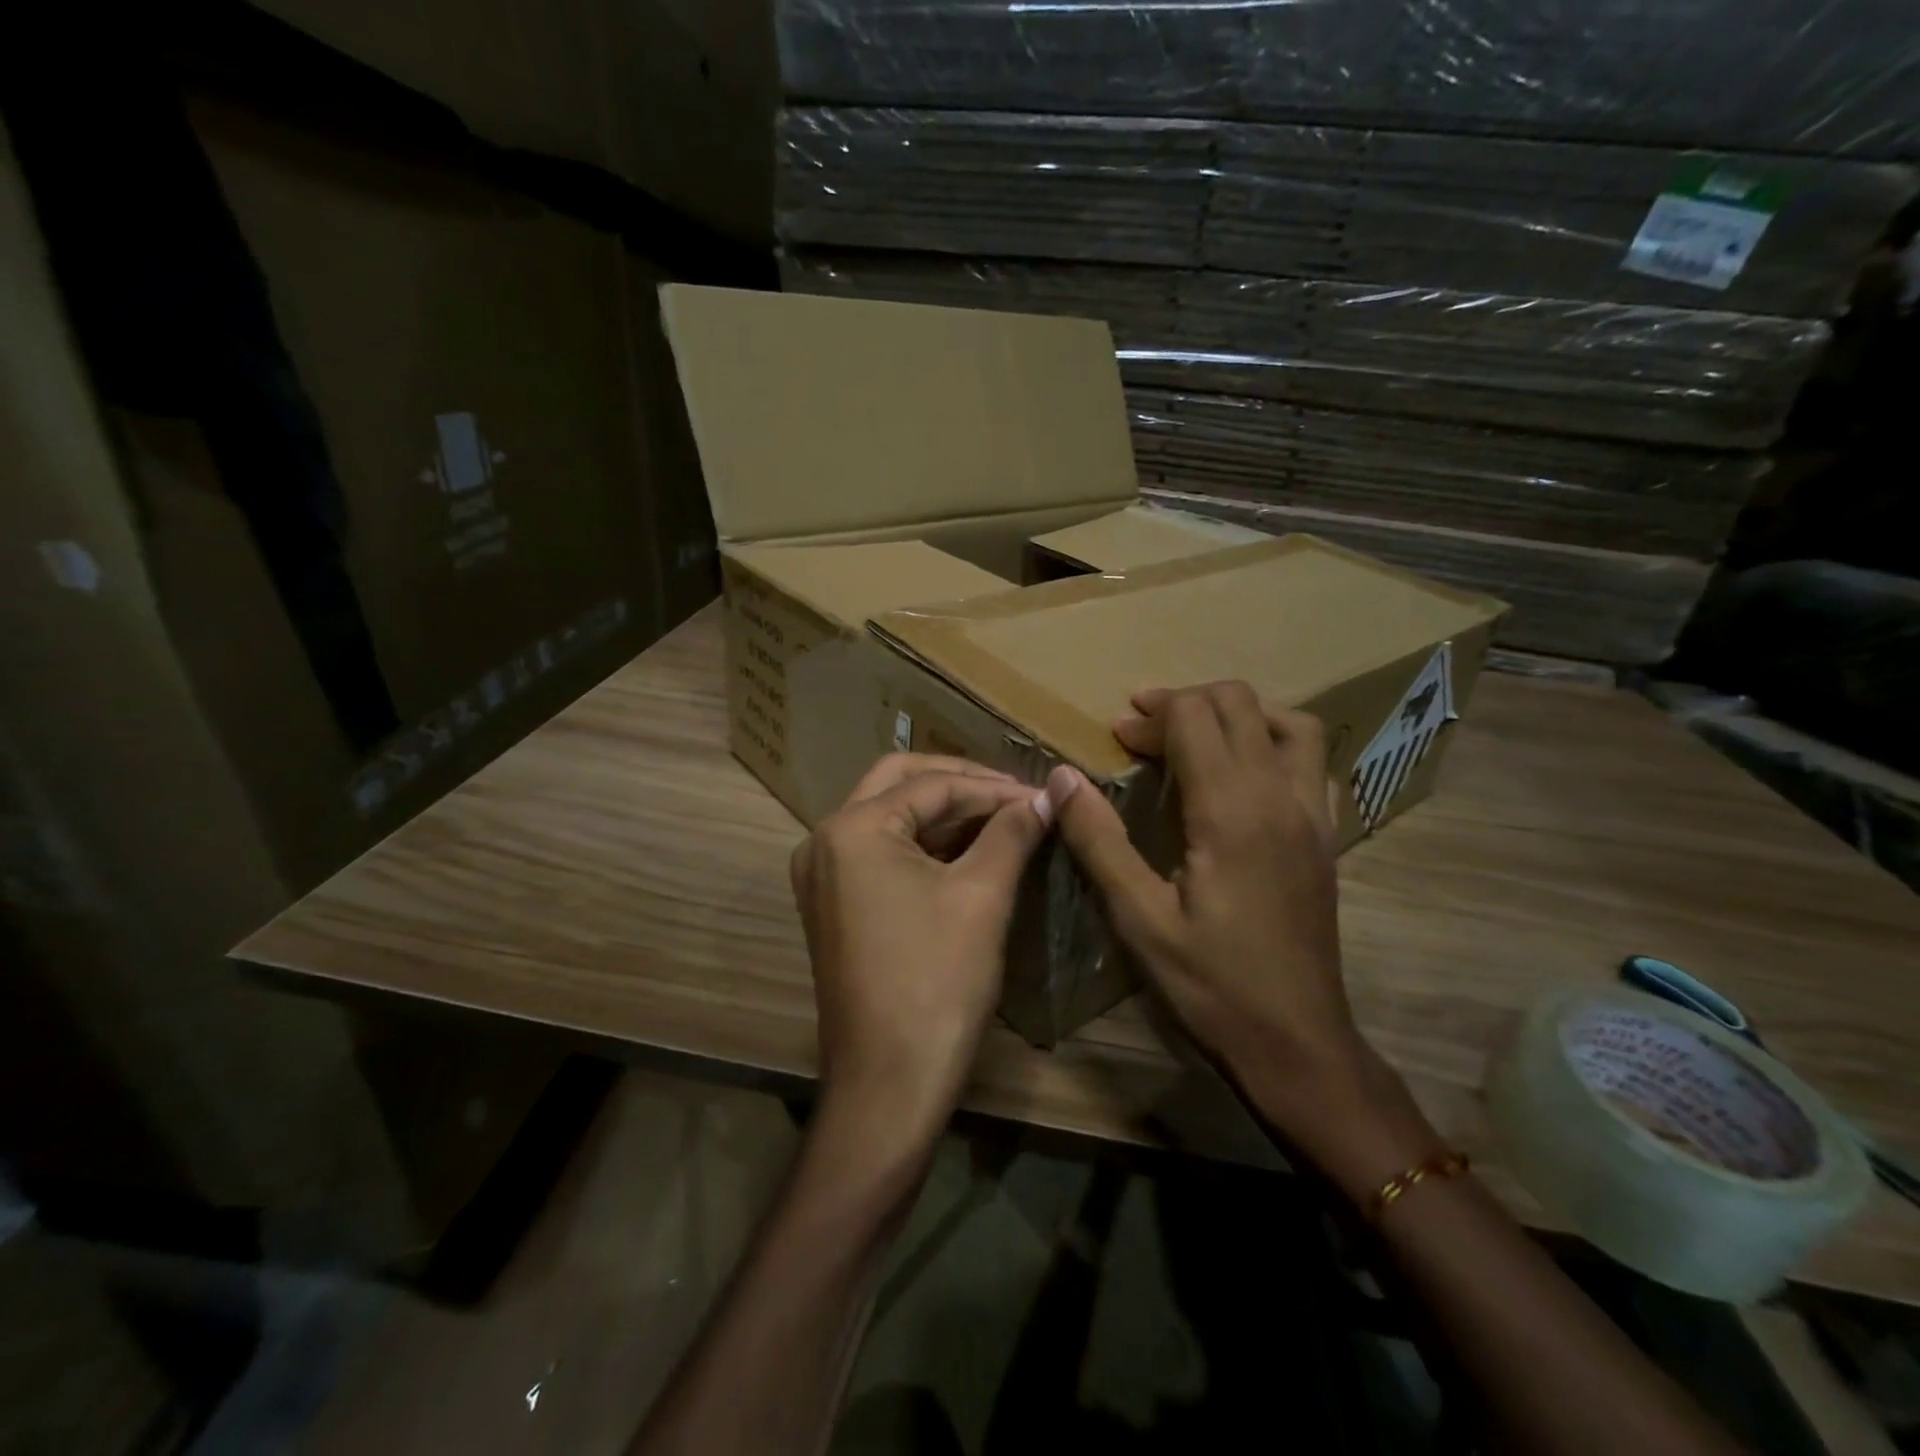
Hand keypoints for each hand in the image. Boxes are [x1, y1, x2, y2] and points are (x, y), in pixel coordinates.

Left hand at [792, 754, 1055, 1152]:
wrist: (888, 1084)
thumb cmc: (937, 982)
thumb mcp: (982, 896)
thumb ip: (1013, 831)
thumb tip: (1047, 793)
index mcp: (852, 829)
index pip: (931, 784)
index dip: (992, 786)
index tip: (1041, 794)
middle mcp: (825, 840)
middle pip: (899, 784)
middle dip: (960, 785)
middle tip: (1014, 796)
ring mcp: (823, 874)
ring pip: (889, 817)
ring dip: (944, 813)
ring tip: (1002, 819)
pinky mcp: (833, 903)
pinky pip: (880, 852)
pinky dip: (924, 844)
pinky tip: (969, 849)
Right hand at [1050, 682, 1437, 1190]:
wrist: (1297, 1041)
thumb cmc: (1211, 983)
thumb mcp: (1138, 917)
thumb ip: (1099, 839)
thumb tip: (1060, 777)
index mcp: (1231, 810)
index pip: (1194, 717)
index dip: (1150, 714)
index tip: (1116, 735)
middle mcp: (1280, 795)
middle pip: (1239, 704)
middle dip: (1185, 702)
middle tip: (1143, 730)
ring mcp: (1313, 814)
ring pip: (1288, 723)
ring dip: (1237, 713)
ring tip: (1196, 734)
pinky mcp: (1327, 836)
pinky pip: (1312, 762)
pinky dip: (1276, 744)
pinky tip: (1247, 774)